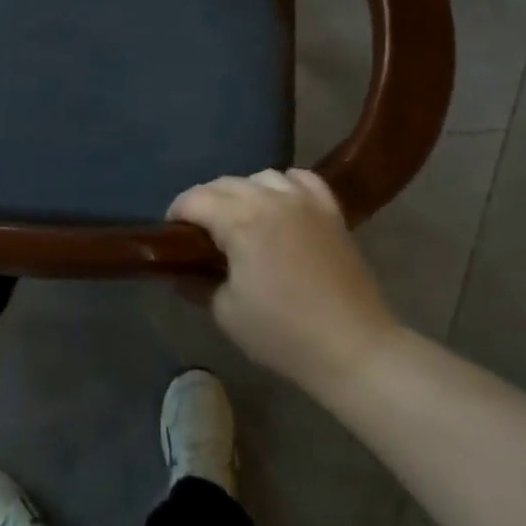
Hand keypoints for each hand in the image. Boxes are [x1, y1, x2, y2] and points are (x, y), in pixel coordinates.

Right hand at [168, 169, 400, 397]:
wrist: (354, 348)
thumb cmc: (283, 334)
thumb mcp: (226, 313)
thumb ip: (196, 283)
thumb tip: (178, 272)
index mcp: (241, 221)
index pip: (195, 199)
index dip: (177, 213)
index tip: (171, 235)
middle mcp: (271, 199)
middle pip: (224, 183)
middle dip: (205, 202)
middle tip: (200, 234)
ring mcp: (304, 201)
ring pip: (260, 176)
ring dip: (242, 192)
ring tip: (240, 220)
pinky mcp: (330, 211)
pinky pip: (301, 179)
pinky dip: (283, 185)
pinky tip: (279, 205)